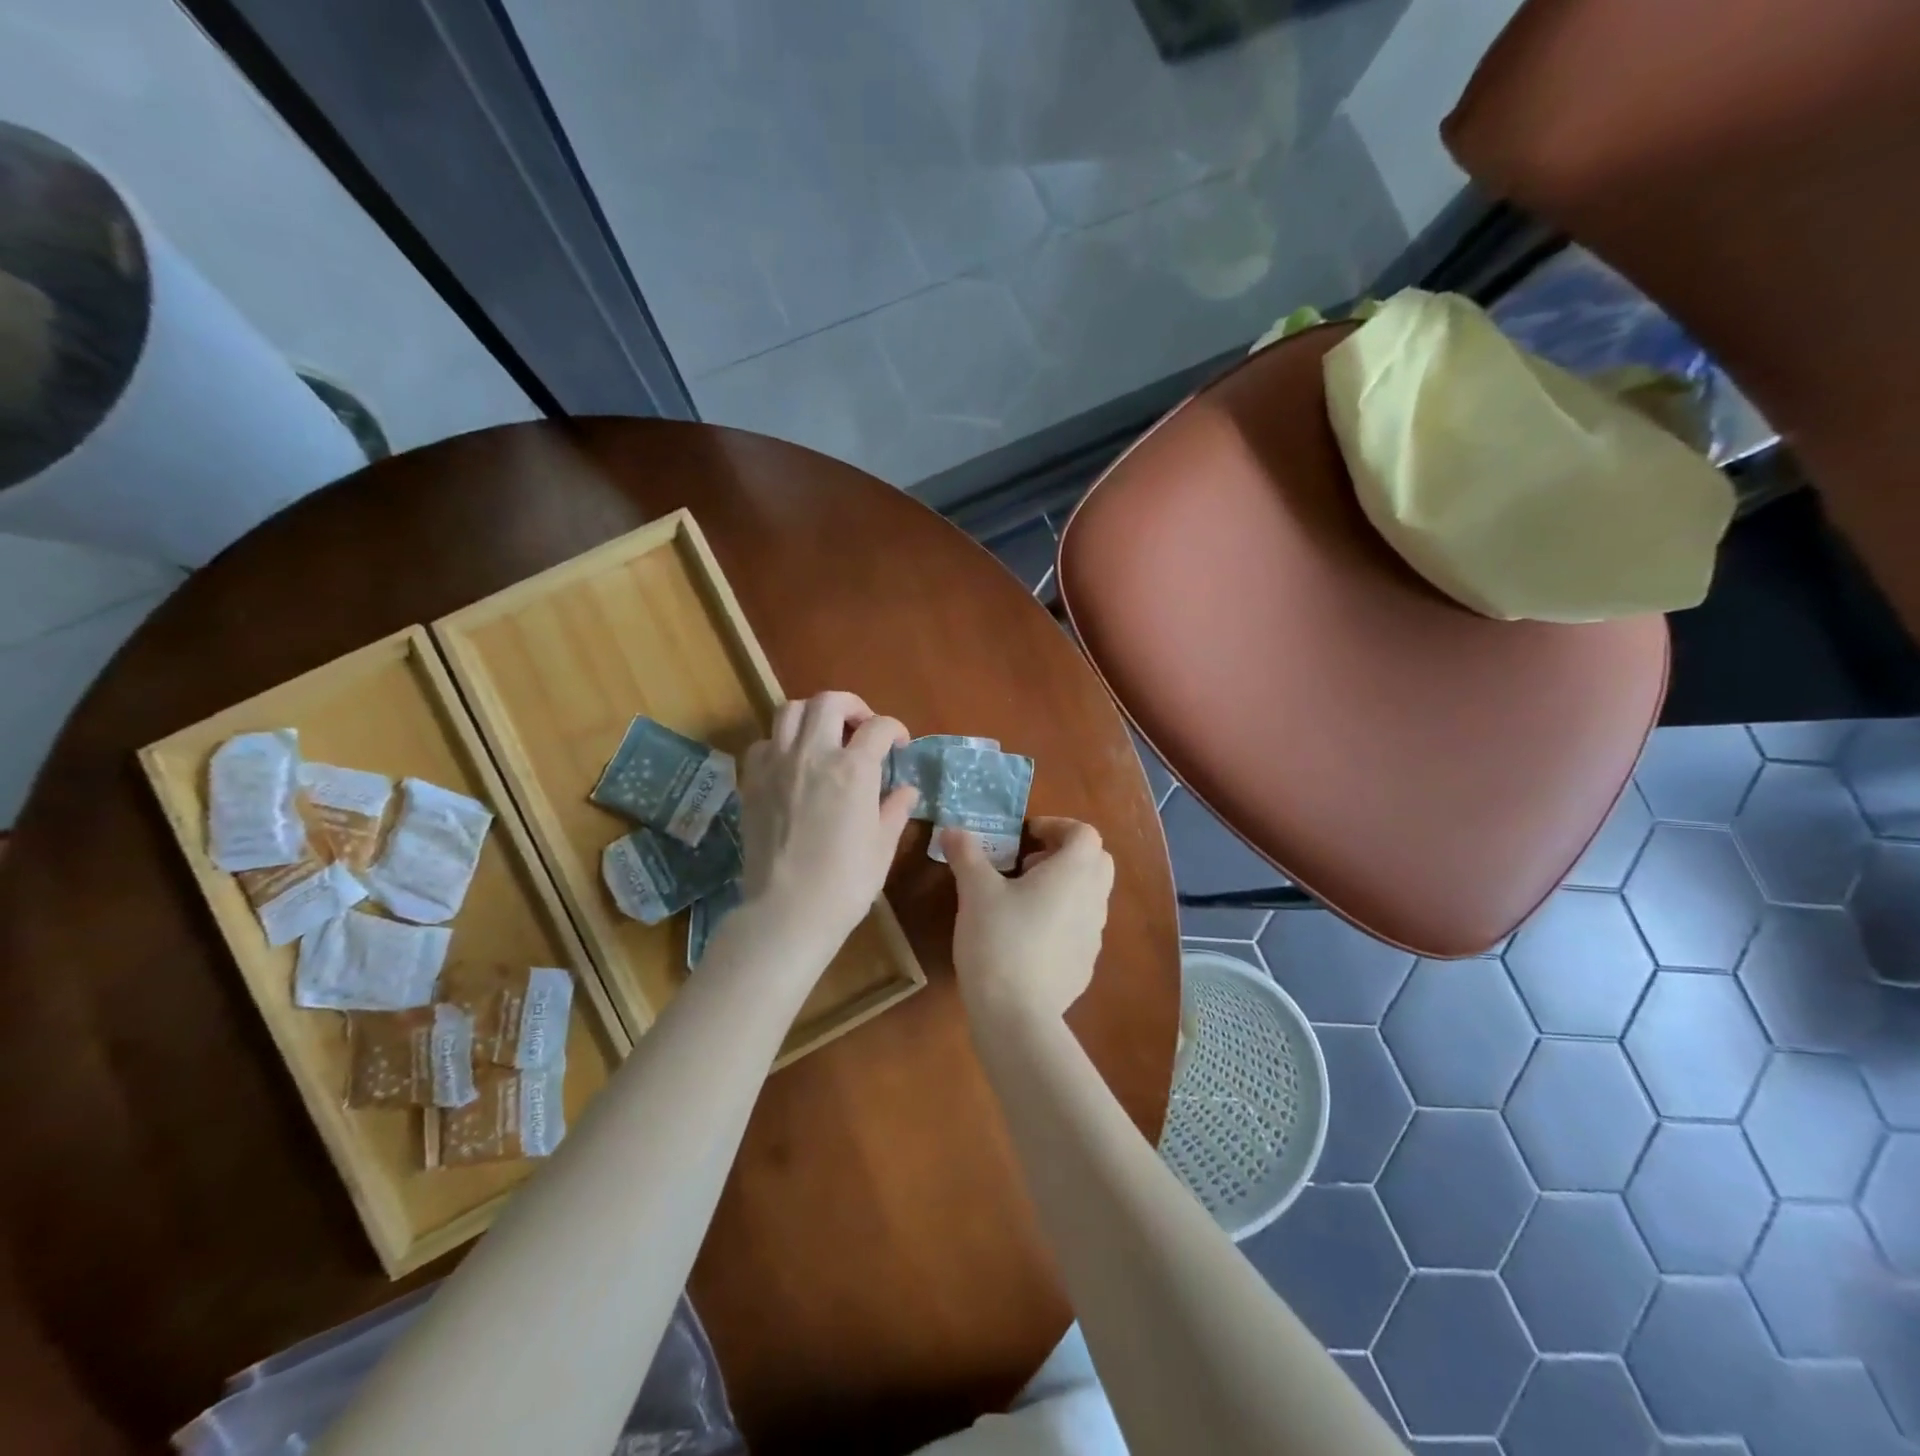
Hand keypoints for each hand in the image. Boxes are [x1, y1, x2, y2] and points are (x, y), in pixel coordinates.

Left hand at [737, 692, 915, 958]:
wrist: (787, 911)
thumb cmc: (845, 883)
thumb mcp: (882, 846)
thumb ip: (895, 809)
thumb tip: (906, 790)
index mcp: (853, 769)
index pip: (878, 728)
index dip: (895, 729)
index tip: (900, 743)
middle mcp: (813, 754)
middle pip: (829, 701)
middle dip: (852, 706)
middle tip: (862, 727)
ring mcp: (777, 765)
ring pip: (789, 711)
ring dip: (812, 715)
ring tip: (824, 736)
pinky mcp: (752, 782)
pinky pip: (763, 743)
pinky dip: (780, 742)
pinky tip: (791, 763)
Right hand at [942, 817, 1114, 1025]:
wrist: (1016, 1014)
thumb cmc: (998, 940)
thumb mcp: (975, 891)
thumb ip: (966, 854)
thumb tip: (951, 830)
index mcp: (1073, 873)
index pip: (1085, 833)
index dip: (1058, 826)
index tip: (1027, 835)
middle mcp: (1093, 899)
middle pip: (1097, 862)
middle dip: (1066, 854)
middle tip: (1029, 864)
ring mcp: (1095, 935)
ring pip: (1090, 895)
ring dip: (1065, 887)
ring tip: (1023, 900)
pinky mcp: (1086, 964)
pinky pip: (1081, 928)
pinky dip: (1063, 919)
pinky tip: (1028, 937)